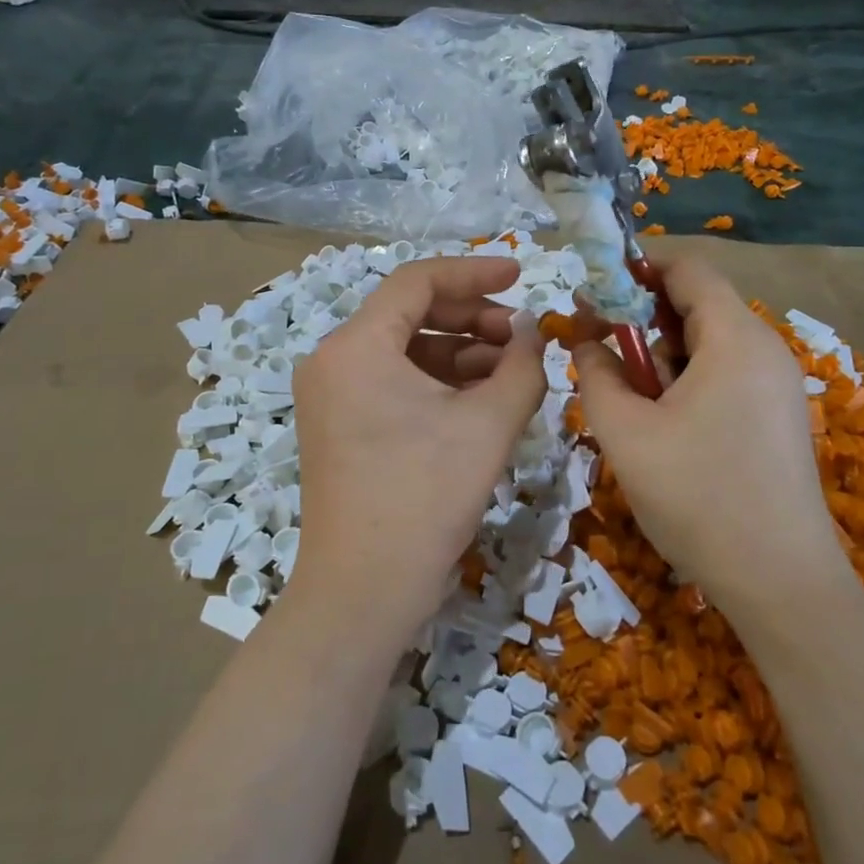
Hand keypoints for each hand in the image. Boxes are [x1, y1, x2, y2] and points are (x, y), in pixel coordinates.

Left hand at [292, 257, 547, 634]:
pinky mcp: (339, 424)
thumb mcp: (487, 425)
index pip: (417, 281)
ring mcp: (331, 394)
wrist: (363, 592)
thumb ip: (521, 366)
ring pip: (404, 349)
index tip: (520, 274)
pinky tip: (480, 398)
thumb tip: (532, 332)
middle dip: (471, 317)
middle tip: (521, 335)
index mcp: (356, 346)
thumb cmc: (424, 499)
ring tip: (510, 371)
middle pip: (409, 312)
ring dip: (459, 352)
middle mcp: (333, 360)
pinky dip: (436, 381)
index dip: (474, 272)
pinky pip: (392, 381)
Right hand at [572, 256, 851, 617]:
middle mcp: (765, 350)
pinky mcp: (777, 416)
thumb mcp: (626, 433)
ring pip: (708, 343)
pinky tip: (662, 422)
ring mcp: (777, 385)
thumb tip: (588, 342)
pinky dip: (686, 379)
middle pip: (697, 304)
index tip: (593, 292)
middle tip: (597, 346)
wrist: (780, 583)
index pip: (687, 269)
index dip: (636, 269)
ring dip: (661, 353)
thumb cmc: (698, 497)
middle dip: (641, 316)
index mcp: (735, 339)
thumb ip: (595, 375)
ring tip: (627, 395)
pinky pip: (725, 374)